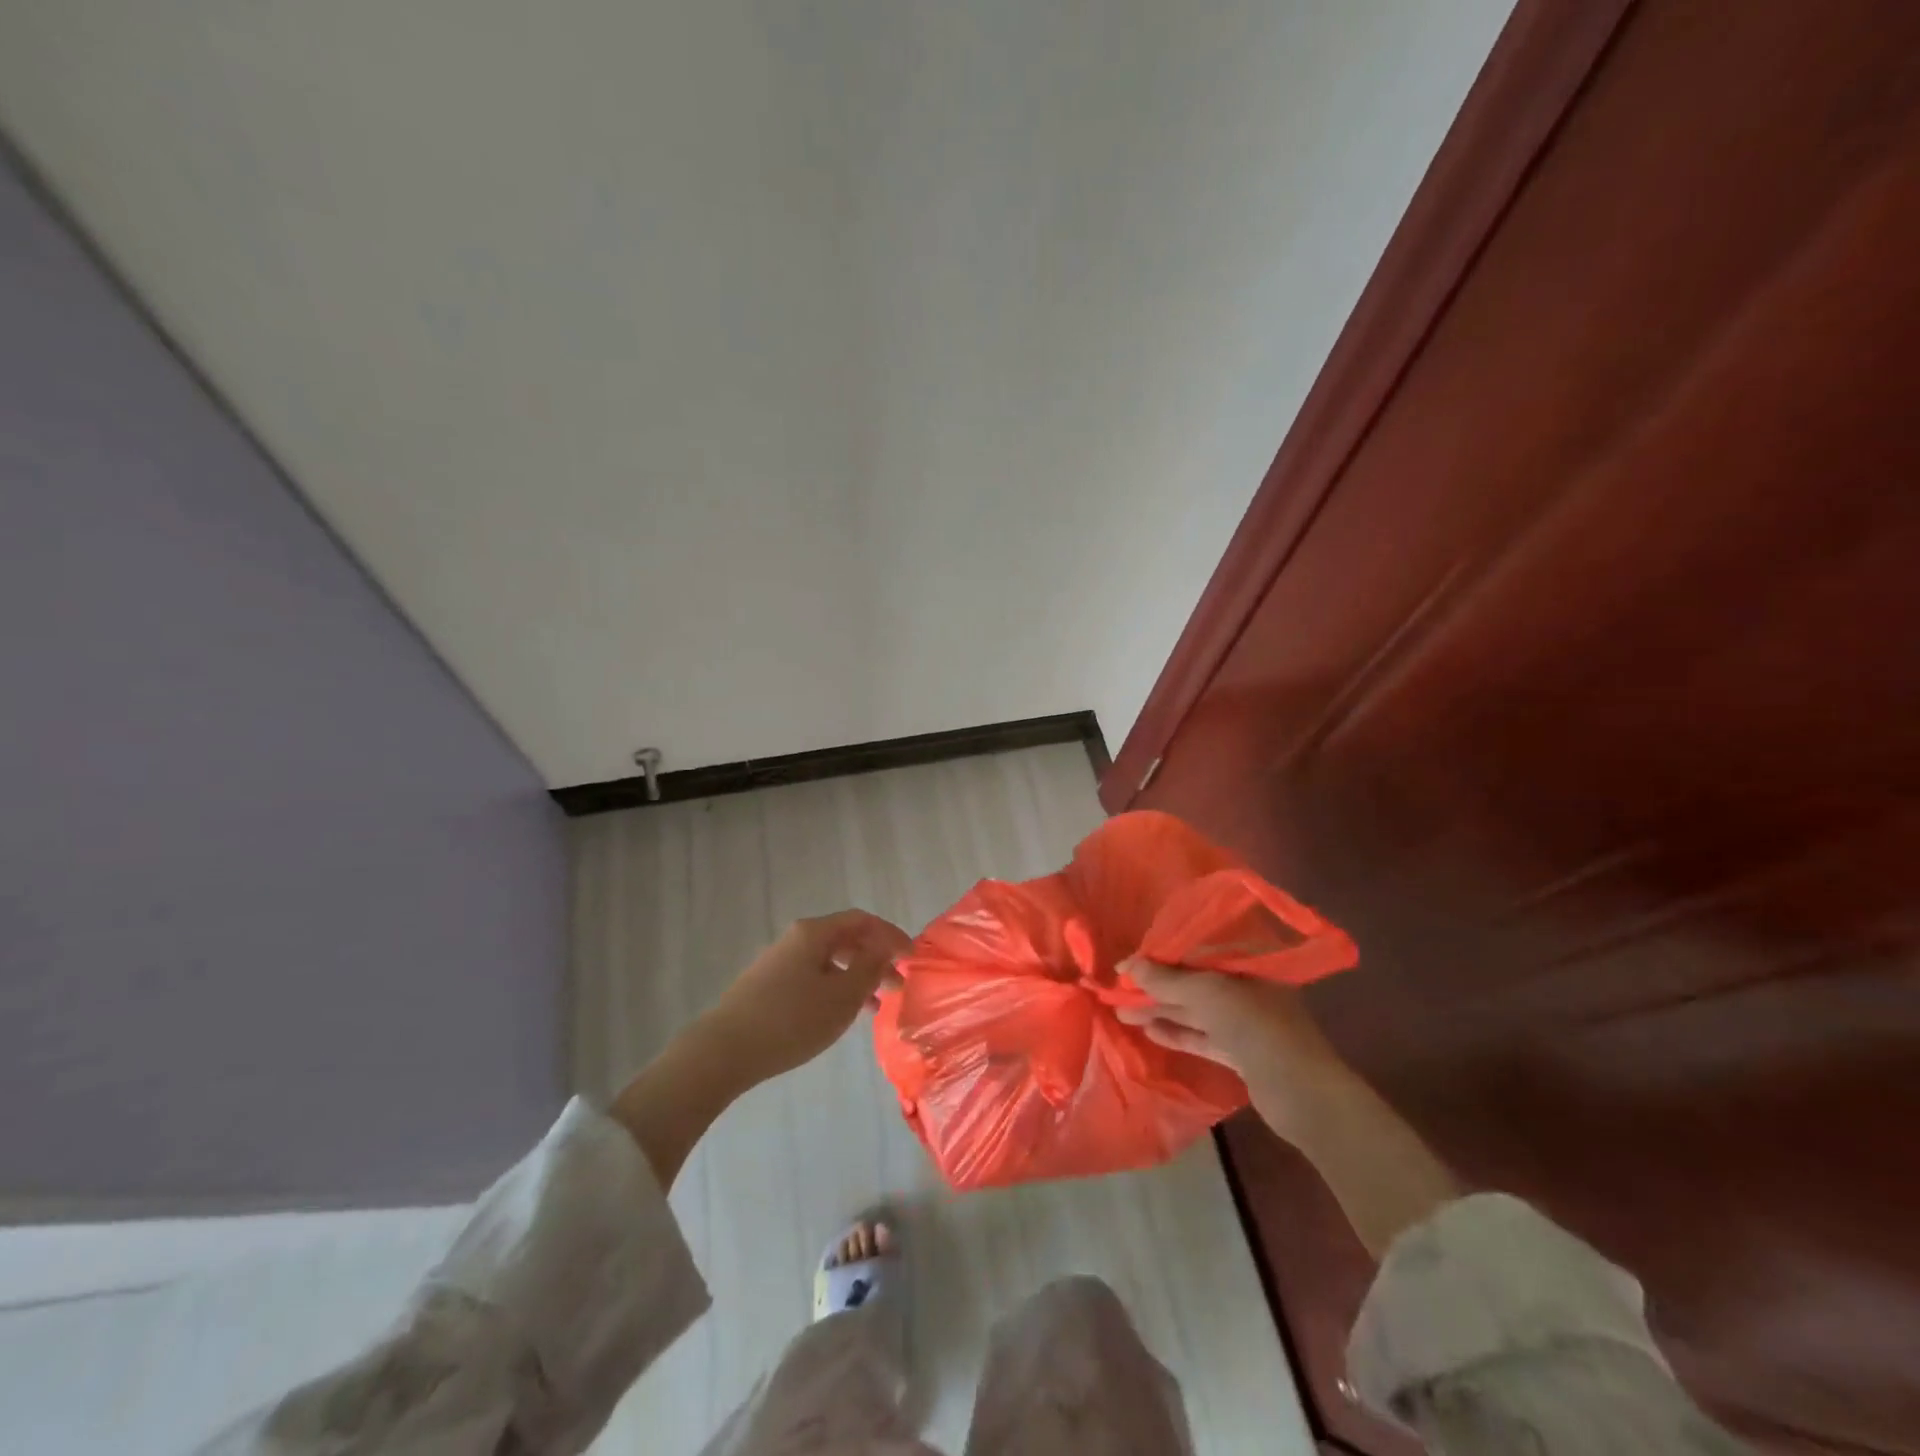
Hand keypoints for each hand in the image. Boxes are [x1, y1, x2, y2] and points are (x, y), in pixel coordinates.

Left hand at [705, 910, 909, 1085]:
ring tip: (877, 1007)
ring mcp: (780, 962)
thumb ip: (869, 967)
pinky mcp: (769, 985)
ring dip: (857, 978)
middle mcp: (796, 939)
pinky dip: (835, 990)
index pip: (862, 921)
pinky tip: (842, 1016)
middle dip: (876, 959)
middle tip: (899, 986)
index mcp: (814, 932)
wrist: (724, 1050)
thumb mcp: (842, 996)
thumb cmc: (792, 1020)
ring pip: (830, 961)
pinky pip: (814, 977)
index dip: (891, 935)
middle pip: (846, 939)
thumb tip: (885, 946)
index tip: (913, 958)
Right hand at [1115, 959, 1347, 1130]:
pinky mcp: (1241, 1052)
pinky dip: (1176, 1032)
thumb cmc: (1257, 1027)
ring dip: (1159, 1009)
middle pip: (1193, 980)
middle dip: (1155, 985)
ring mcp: (1245, 1021)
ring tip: (1121, 1011)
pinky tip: (1149, 1031)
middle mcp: (1247, 987)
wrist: (1303, 1095)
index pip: (1196, 949)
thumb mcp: (1207, 994)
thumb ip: (1166, 980)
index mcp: (1248, 963)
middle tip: (1117, 989)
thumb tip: (1127, 965)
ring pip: (1195, 1010)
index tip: (1128, 963)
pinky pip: (1202, 1036)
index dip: (1160, 954)